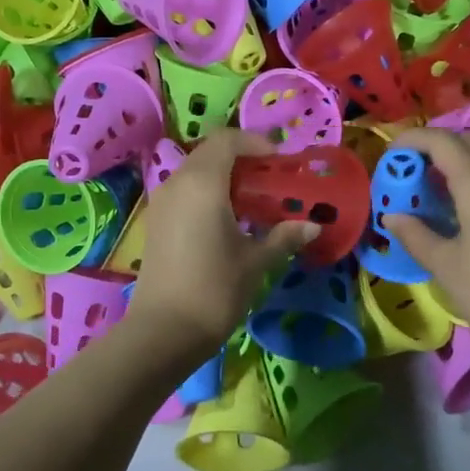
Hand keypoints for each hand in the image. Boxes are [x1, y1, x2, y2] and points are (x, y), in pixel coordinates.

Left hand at [125, 129, 318, 354]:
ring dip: (223, 177)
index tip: (280, 162)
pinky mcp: (155, 222)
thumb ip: (284, 237)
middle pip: (210, 153)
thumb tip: (313, 226)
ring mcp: (161, 203)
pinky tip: (227, 221)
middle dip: (242, 159)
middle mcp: (177, 183)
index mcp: (203, 183)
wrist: (164, 331)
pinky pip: (184, 192)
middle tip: (270, 181)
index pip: (227, 140)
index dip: (256, 143)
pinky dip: (207, 194)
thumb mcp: (256, 261)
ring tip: (252, 202)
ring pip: (195, 172)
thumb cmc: (215, 289)